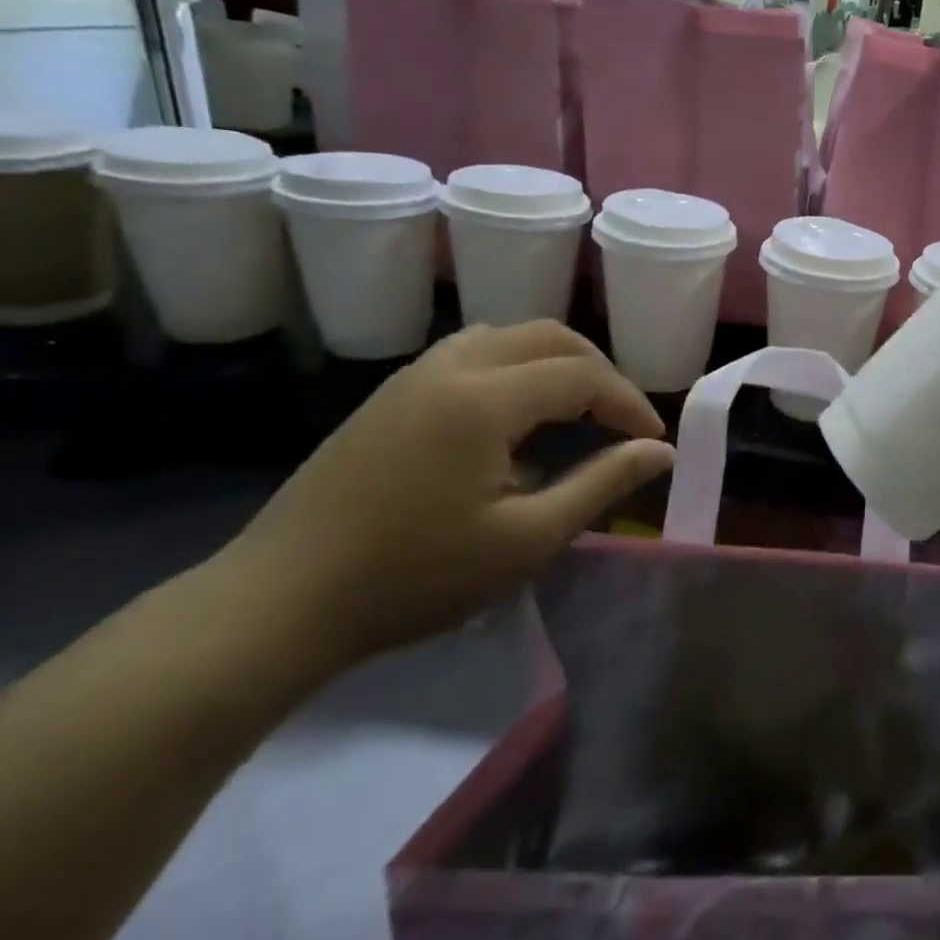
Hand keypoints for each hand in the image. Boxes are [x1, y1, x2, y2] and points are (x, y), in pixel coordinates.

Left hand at [218, 322, 674, 669]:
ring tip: (579, 409)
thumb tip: (660, 452)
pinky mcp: (390, 395)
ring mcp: (413, 376)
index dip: (629, 402)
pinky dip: (516, 368)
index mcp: (484, 398)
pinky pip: (472, 353)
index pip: (582, 374)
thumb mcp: (528, 539)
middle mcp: (450, 367)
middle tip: (623, 420)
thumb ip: (602, 484)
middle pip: (548, 336)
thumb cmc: (415, 577)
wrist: (278, 603)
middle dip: (599, 371)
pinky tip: (518, 417)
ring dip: (557, 362)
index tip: (652, 442)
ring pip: (507, 336)